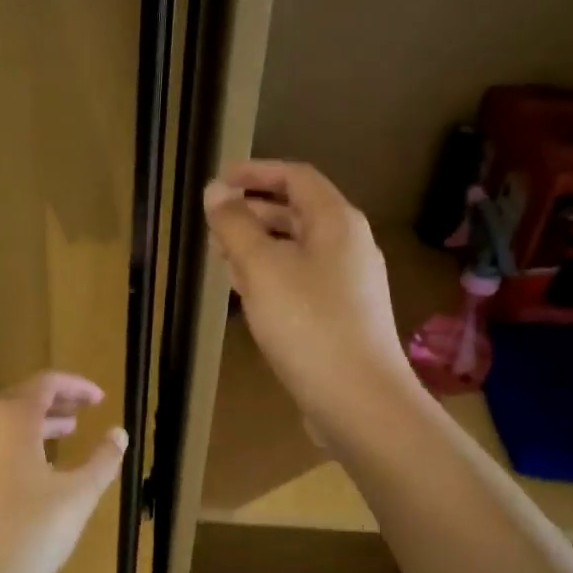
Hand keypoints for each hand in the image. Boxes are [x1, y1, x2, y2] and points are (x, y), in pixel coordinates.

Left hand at [0, 371, 126, 572]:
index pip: (46, 383)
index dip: (77, 386)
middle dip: (57, 402)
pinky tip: (38, 468)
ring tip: (68, 433)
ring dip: (38, 423)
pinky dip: (19, 444)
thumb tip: (119, 434)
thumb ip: (102, 460)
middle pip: (23, 398)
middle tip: (86, 411)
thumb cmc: (26, 534)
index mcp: (10, 417)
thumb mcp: (77, 497)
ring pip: (6, 423)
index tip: (101, 398)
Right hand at [204, 160, 417, 437]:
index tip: (219, 181)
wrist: (358, 400)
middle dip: (253, 213)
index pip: (296, 177)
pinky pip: (302, 281)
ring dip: (259, 247)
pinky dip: (273, 277)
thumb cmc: (308, 324)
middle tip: (213, 226)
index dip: (256, 172)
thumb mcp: (262, 268)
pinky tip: (249, 295)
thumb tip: (216, 190)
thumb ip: (235, 225)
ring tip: (222, 259)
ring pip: (298, 250)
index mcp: (337, 222)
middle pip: (298, 213)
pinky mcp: (342, 316)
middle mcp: (349, 245)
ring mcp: (349, 284)